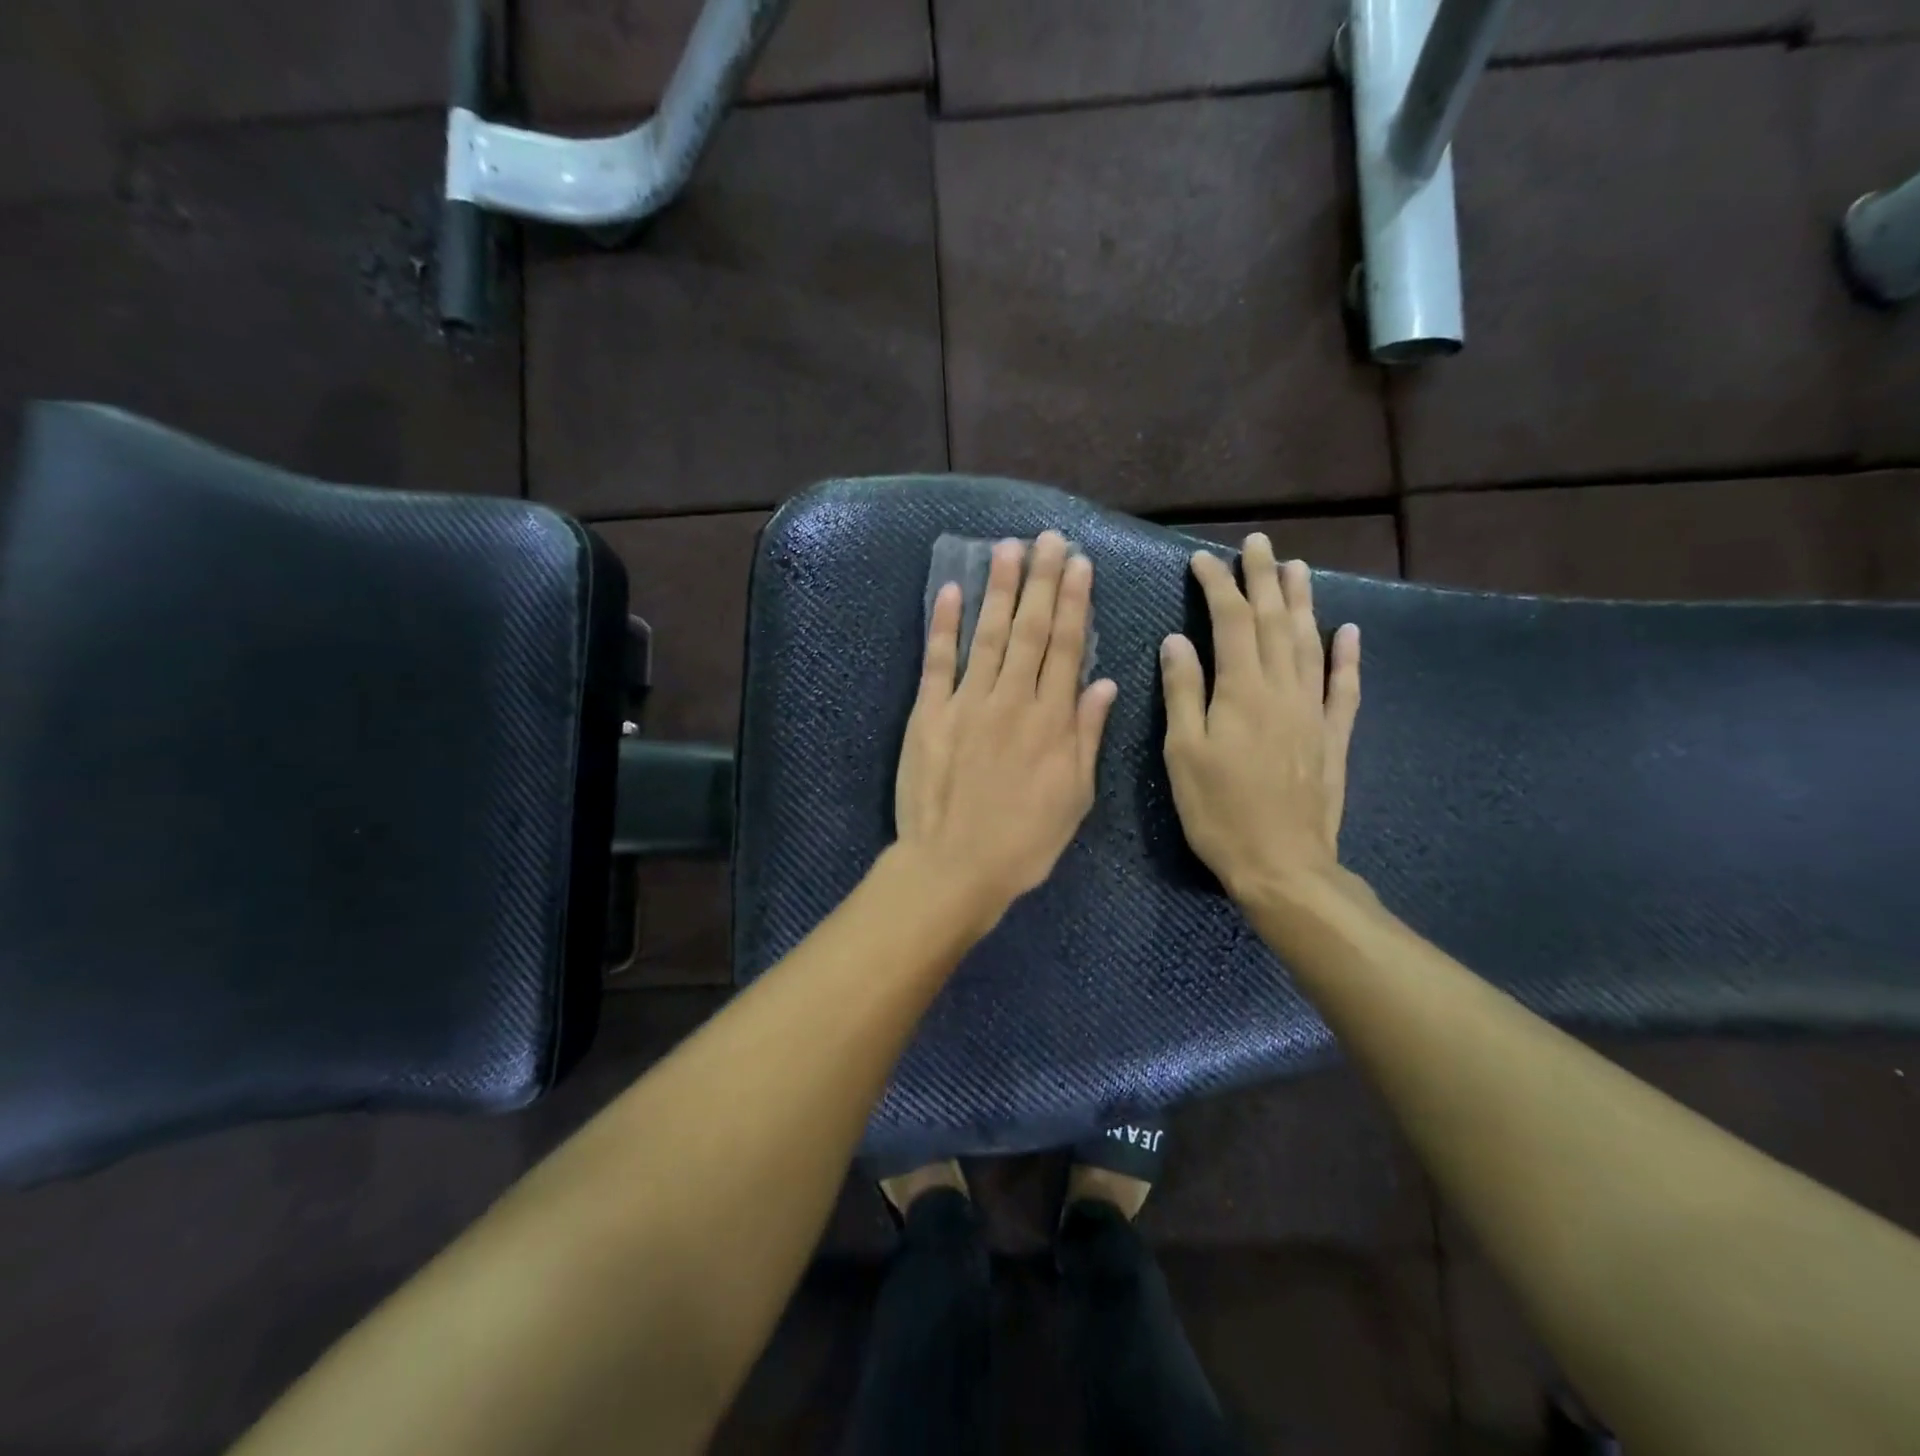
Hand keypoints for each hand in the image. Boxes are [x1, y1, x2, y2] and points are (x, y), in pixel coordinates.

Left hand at [895, 532, 1118, 923]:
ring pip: (988, 634)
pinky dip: (942, 624)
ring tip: (1007, 549)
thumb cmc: (1023, 841)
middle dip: (1042, 581)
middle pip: (1031, 630)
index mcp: (1051, 721)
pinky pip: (937, 660)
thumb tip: (1103, 684)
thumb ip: (1087, 737)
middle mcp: (1012, 700)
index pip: (1067, 648)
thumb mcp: (1074, 797)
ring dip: (998, 589)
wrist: (955, 867)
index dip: (1074, 603)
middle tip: (1049, 540)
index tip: (1079, 565)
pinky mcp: (928, 713)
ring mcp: (967, 702)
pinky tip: (948, 591)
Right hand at [1161, 534, 1360, 903]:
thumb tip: (1177, 640)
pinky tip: (1348, 631)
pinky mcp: (1332, 737)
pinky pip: (1343, 687)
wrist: (1282, 864)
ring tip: (1298, 568)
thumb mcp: (1184, 753)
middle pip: (1276, 621)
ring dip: (1304, 602)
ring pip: (1311, 643)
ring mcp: (1312, 711)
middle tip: (1258, 544)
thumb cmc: (1219, 810)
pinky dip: (1346, 656)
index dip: (1218, 587)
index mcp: (1241, 691)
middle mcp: (1282, 690)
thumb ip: (1183, 693)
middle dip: (1264, 579)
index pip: (1232, 622)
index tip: (1203, 559)